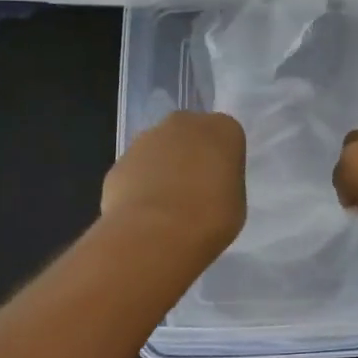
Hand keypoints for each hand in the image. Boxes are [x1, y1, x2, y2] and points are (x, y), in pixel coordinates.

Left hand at [101, 111, 246, 259]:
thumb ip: (224, 184)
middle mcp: (184, 123)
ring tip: (167, 209)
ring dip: (164, 170)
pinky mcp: (120, 160)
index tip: (222, 186)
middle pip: (191, 136)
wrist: (154, 233)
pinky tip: (144, 214)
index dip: (224, 163)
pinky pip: (137, 170)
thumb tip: (209, 187)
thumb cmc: (209, 217)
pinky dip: (140, 186)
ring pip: (160, 150)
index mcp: (222, 129)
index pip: (227, 138)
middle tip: (195, 193)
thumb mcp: (237, 203)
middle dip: (191, 157)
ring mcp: (147, 138)